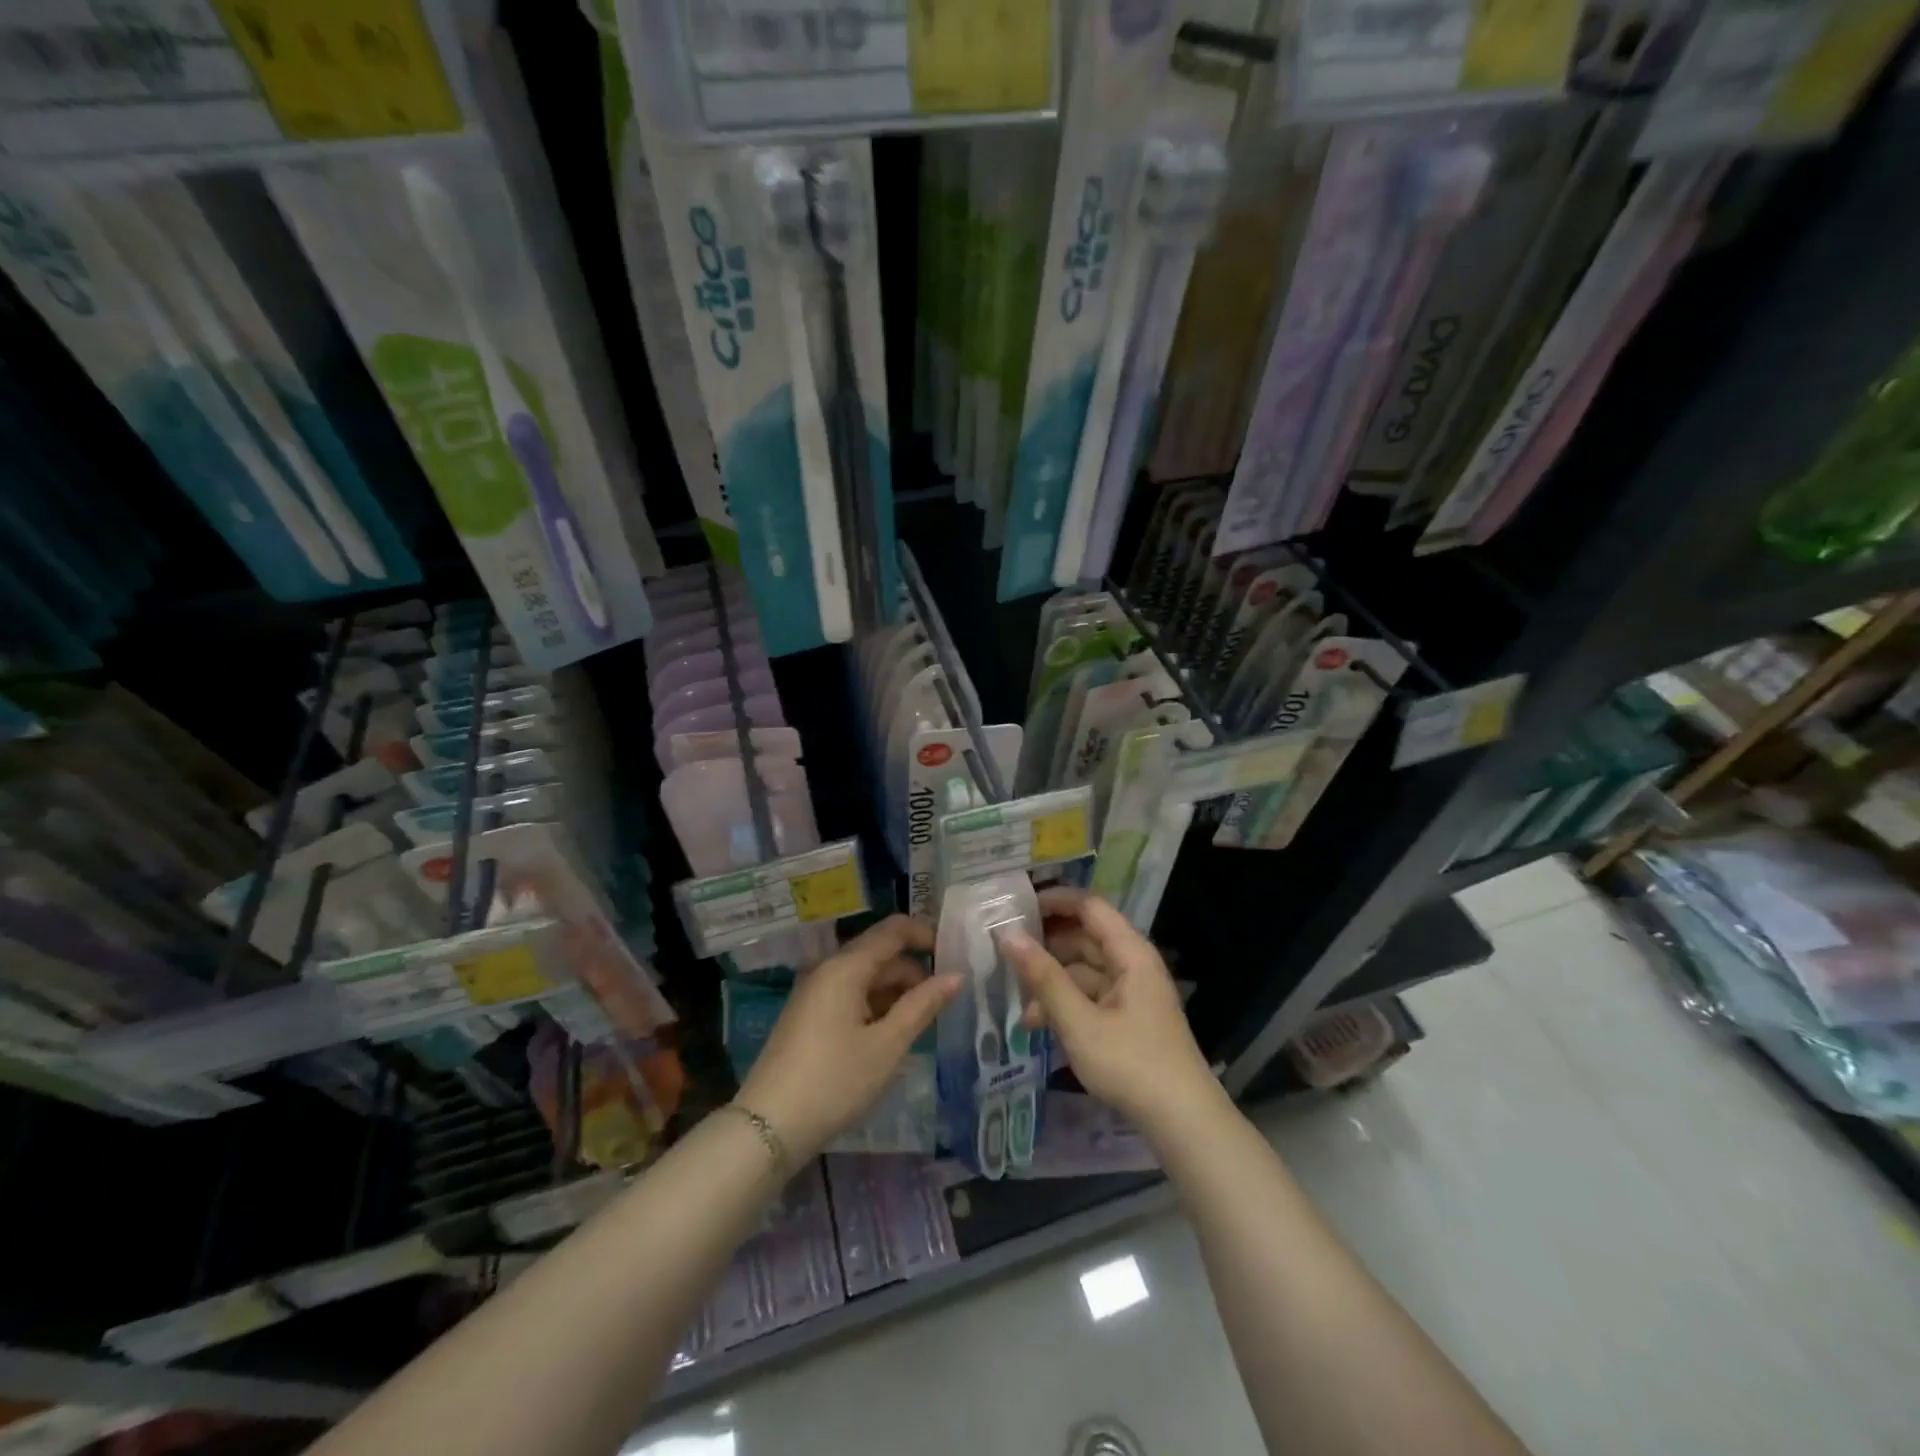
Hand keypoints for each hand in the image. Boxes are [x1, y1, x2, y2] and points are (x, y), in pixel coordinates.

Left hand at [735, 915, 960, 1159]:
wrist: (769, 1126)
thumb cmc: (835, 1081)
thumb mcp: (887, 1045)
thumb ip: (923, 1005)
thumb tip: (956, 975)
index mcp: (846, 967)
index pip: (893, 930)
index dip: (926, 934)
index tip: (955, 954)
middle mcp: (828, 969)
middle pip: (879, 952)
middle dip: (914, 970)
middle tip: (946, 999)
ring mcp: (814, 993)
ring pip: (865, 976)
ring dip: (896, 990)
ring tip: (924, 1021)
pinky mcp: (808, 1016)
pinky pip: (850, 994)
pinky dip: (876, 1004)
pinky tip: (892, 1033)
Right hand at [1000, 888, 1223, 1137]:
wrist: (1182, 1122)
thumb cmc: (1131, 1064)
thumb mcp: (1079, 1022)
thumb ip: (1043, 977)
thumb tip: (1008, 935)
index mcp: (1130, 953)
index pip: (1089, 906)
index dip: (1054, 900)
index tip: (1016, 906)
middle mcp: (1133, 964)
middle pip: (1084, 937)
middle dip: (1046, 946)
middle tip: (1004, 953)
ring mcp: (1132, 992)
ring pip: (1084, 970)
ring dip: (1051, 981)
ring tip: (1019, 1005)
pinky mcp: (1128, 1018)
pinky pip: (1091, 995)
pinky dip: (1065, 1003)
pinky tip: (1039, 1026)